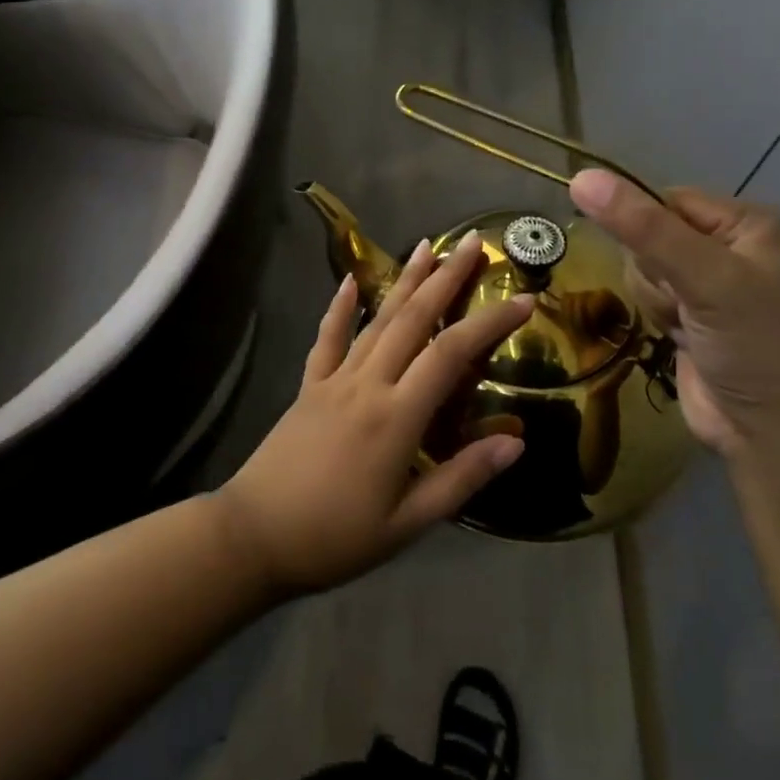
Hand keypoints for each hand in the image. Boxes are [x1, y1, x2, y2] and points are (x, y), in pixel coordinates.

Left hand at [217, 233, 531, 593]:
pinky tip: (350, 280)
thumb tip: (516, 441)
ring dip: (405, 280)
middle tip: (474, 242)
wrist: (255, 535)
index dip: (490, 322)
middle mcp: (368, 383)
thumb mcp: (408, 523)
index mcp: (397, 416)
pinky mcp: (309, 385)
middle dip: (446, 277)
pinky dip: (340, 307)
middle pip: (413, 318)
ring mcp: (334, 379)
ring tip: (427, 245)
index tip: (524, 300)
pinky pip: (328, 338)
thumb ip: (461, 478)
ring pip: (377, 319)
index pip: (452, 354)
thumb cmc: (336, 537)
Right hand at [568, 170, 779, 460]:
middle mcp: (726, 243)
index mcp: (745, 221)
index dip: (647, 230)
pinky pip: (644, 293)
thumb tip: (580, 177)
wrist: (771, 435)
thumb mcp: (704, 279)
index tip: (663, 266)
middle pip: (646, 233)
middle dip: (654, 272)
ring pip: (639, 265)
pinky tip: (680, 336)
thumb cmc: (754, 347)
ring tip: (687, 325)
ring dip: (654, 298)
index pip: (663, 199)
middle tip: (686, 303)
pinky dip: (655, 315)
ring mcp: (706, 280)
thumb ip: (643, 228)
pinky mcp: (687, 312)